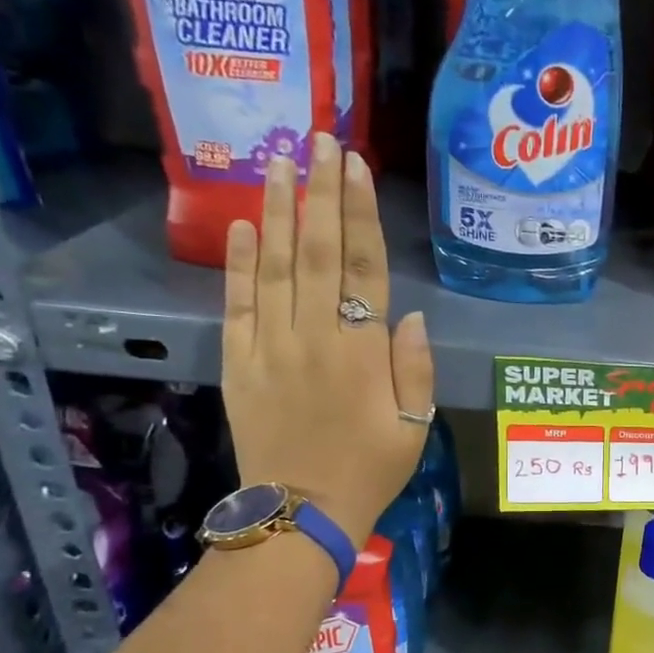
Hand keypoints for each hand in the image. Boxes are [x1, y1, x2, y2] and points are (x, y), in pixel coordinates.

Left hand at [222, 133, 433, 544]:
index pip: (362, 267)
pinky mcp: (240, 361)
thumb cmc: (370, 470)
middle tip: (318, 140)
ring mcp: (272, 346)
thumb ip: (414, 369)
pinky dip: (239, 263)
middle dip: (319, 192)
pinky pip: (238, 303)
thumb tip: (410, 315)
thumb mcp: (415, 427)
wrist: (301, 512)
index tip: (354, 166)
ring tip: (279, 162)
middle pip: (316, 251)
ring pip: (273, 266)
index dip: (359, 214)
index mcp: (363, 352)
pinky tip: (241, 225)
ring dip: (276, 210)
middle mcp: (315, 337)